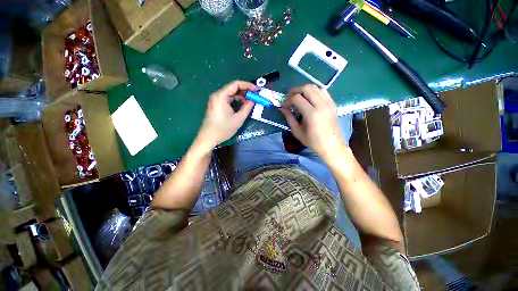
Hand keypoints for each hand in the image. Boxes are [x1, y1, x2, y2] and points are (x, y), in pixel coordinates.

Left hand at [196, 80, 256, 149]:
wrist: (209, 138)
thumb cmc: (224, 129)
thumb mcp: (239, 118)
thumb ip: (247, 107)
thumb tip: (253, 99)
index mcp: (221, 96)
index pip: (236, 84)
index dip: (248, 85)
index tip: (257, 90)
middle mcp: (217, 95)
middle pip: (233, 88)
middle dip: (245, 91)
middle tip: (255, 96)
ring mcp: (215, 100)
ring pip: (230, 93)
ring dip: (241, 96)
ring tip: (250, 102)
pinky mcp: (216, 105)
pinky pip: (227, 99)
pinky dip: (235, 100)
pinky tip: (242, 105)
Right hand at [281, 84, 346, 160]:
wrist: (331, 145)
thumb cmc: (313, 141)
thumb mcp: (297, 132)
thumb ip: (289, 118)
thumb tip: (283, 108)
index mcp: (312, 114)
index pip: (297, 98)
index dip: (288, 100)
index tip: (284, 106)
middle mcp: (321, 105)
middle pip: (307, 88)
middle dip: (295, 91)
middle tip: (289, 98)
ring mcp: (329, 103)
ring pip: (315, 87)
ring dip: (304, 90)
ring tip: (298, 97)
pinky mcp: (332, 104)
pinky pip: (323, 91)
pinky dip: (314, 91)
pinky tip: (309, 99)